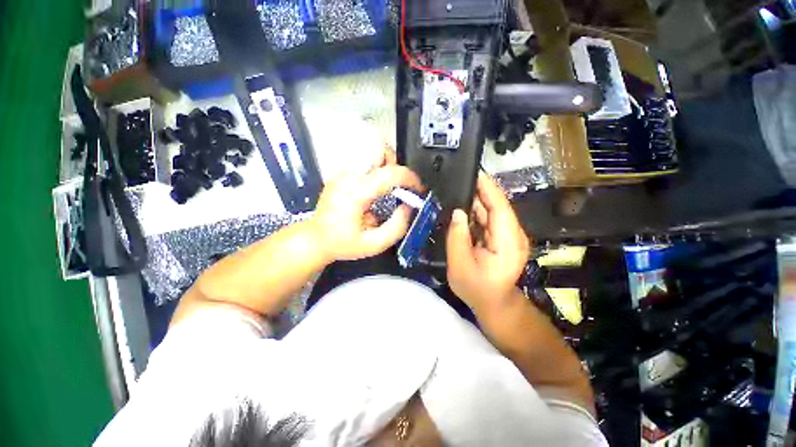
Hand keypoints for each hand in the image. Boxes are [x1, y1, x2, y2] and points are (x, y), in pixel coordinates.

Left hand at [311, 149, 423, 261]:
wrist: (316, 239)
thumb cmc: (342, 243)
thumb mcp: (373, 244)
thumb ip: (397, 227)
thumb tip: (408, 207)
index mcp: (356, 193)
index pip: (390, 173)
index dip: (410, 179)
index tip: (418, 189)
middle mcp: (348, 177)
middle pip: (379, 151)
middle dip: (397, 166)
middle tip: (401, 186)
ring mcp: (343, 174)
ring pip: (372, 153)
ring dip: (387, 166)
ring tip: (389, 187)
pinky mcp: (342, 175)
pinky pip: (365, 163)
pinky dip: (377, 171)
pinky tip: (376, 190)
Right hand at [446, 172, 530, 313]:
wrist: (493, 302)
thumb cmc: (476, 289)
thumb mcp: (460, 266)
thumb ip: (457, 238)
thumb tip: (458, 212)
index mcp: (508, 243)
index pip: (501, 208)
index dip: (489, 189)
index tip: (474, 173)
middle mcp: (513, 235)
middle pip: (497, 206)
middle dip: (479, 192)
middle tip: (458, 180)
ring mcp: (509, 235)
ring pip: (492, 211)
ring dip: (476, 202)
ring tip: (457, 191)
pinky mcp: (503, 237)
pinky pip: (489, 219)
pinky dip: (476, 212)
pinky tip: (462, 207)